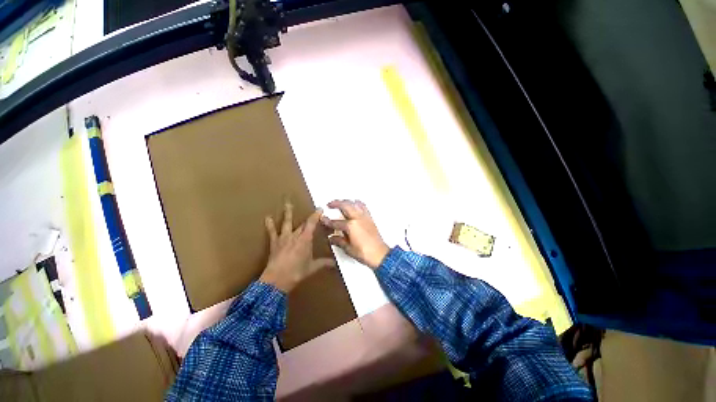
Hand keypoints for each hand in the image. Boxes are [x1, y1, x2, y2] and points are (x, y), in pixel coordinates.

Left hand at [259, 202, 335, 292]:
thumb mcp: (312, 267)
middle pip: (302, 224)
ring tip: (288, 204)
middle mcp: (295, 236)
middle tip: (313, 212)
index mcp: (305, 239)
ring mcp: (284, 238)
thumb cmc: (297, 272)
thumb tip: (335, 264)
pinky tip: (267, 217)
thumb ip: (324, 263)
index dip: (316, 215)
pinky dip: (269, 225)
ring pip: (287, 223)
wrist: (277, 280)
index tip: (320, 208)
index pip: (312, 223)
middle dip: (308, 218)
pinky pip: (272, 232)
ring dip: (288, 213)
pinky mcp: (275, 243)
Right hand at [321, 200, 389, 269]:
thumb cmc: (363, 253)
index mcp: (351, 226)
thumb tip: (331, 238)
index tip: (322, 218)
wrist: (379, 254)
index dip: (328, 221)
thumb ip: (339, 241)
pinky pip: (363, 207)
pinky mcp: (370, 218)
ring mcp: (365, 217)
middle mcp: (358, 218)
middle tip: (329, 204)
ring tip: (341, 203)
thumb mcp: (348, 249)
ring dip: (346, 201)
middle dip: (336, 203)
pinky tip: (354, 205)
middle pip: (345, 206)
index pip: (336, 222)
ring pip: (355, 204)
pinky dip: (357, 204)